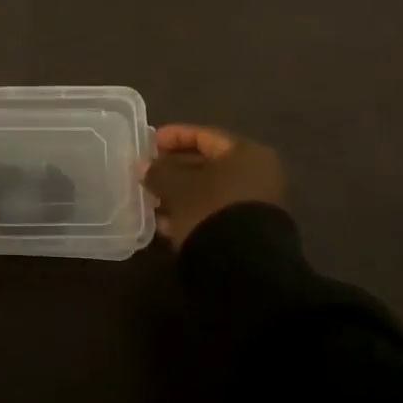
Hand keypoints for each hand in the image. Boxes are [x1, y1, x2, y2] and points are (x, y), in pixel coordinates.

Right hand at [143, 124, 284, 245]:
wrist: (245, 267)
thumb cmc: (211, 209)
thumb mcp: (177, 186)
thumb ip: (158, 172)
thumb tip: (144, 166)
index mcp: (246, 153)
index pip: (204, 135)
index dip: (174, 136)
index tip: (149, 144)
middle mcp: (257, 175)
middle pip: (208, 164)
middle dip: (175, 169)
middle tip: (148, 173)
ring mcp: (256, 206)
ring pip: (209, 191)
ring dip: (180, 194)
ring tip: (152, 200)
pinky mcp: (249, 232)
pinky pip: (214, 213)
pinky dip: (192, 213)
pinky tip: (167, 224)